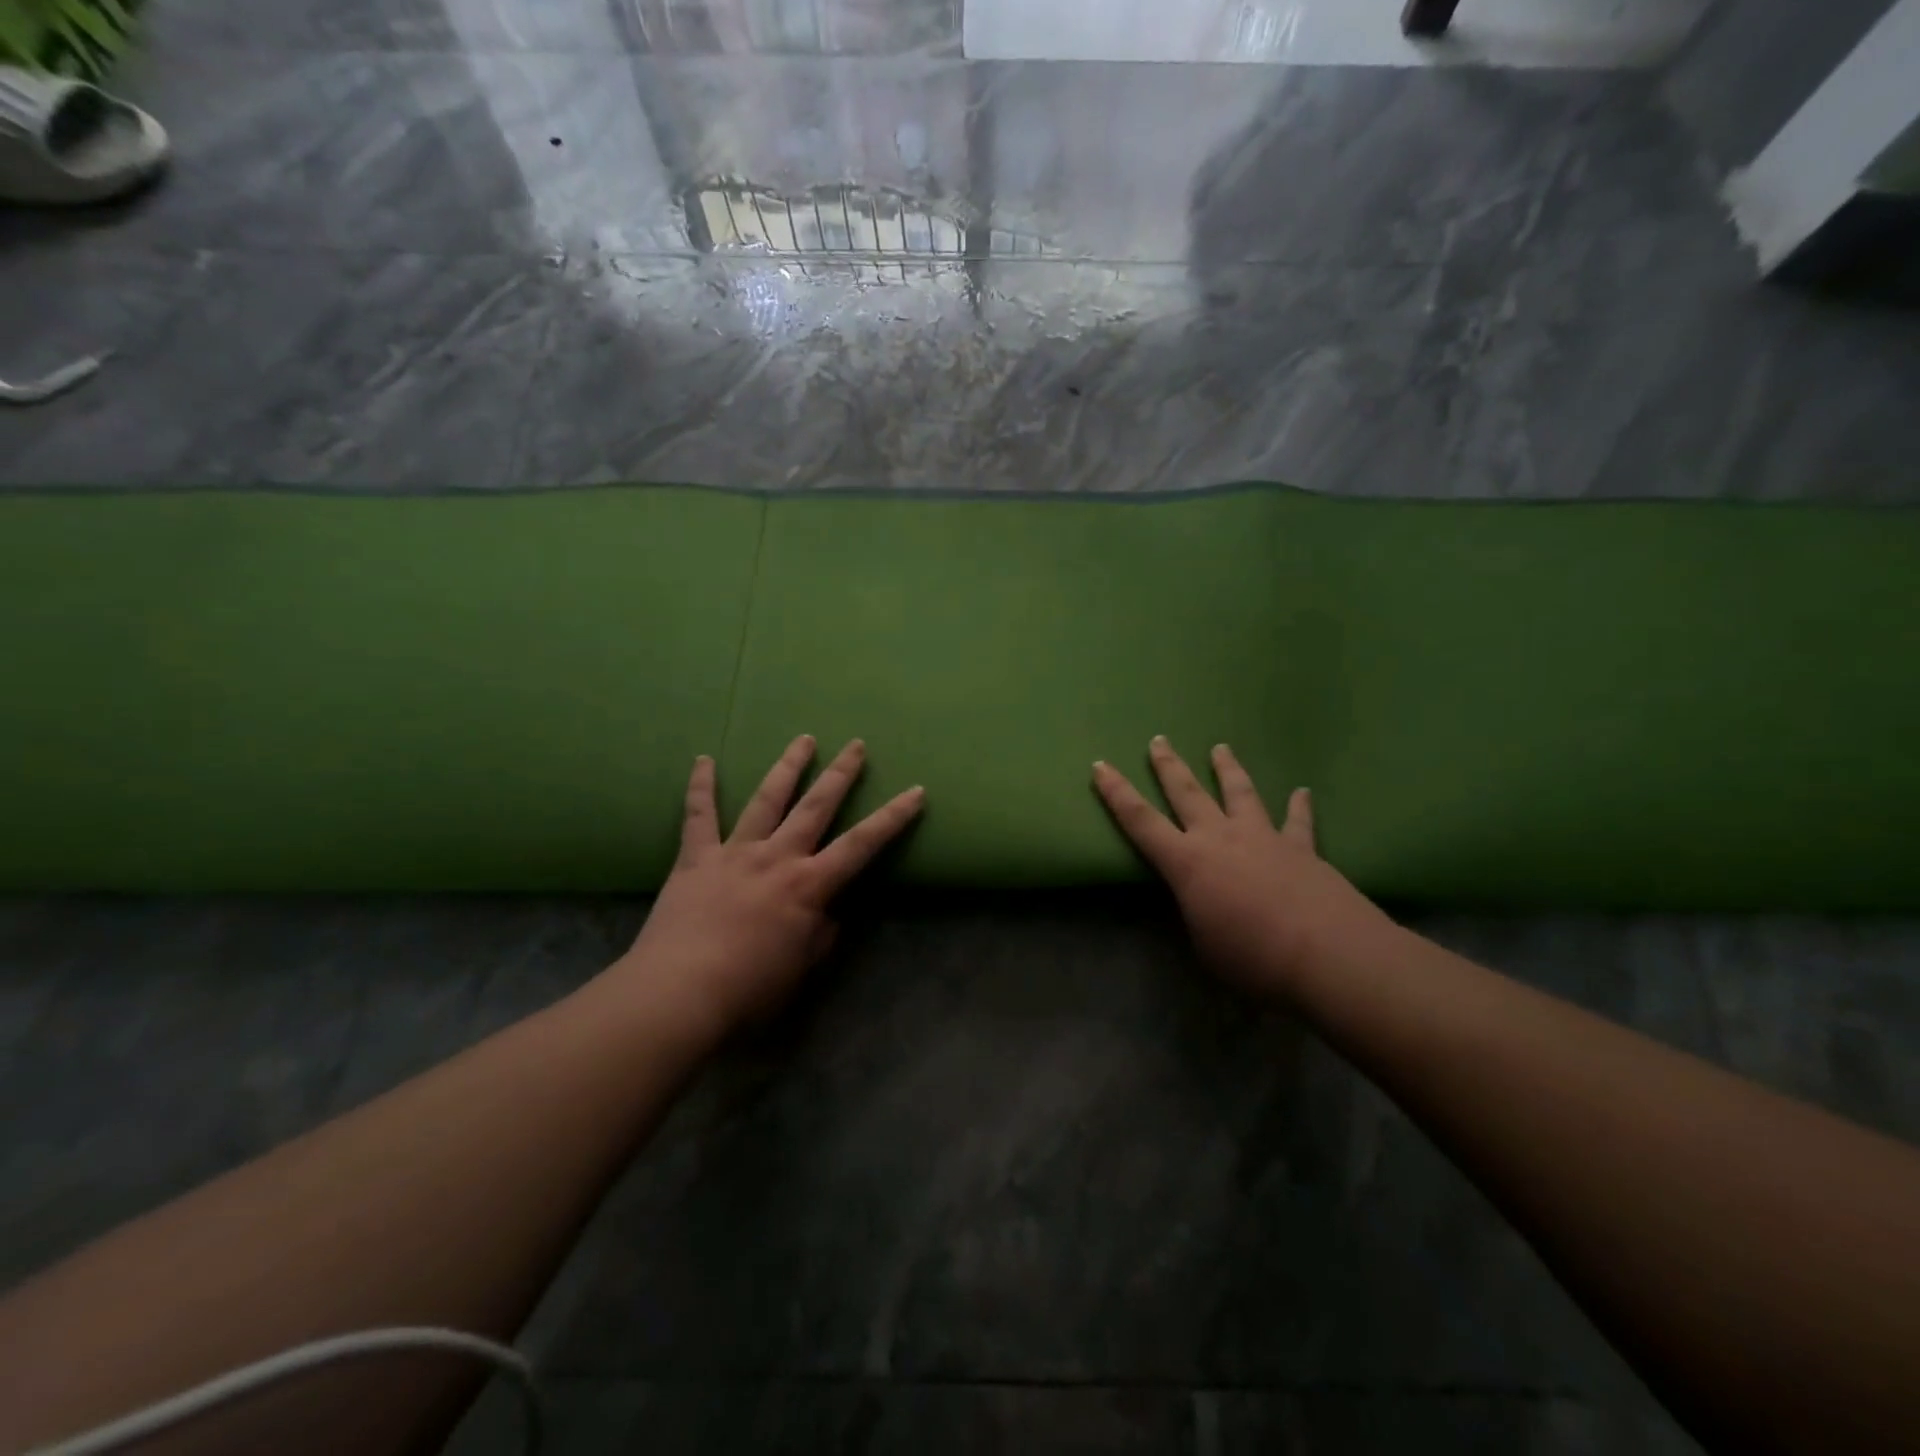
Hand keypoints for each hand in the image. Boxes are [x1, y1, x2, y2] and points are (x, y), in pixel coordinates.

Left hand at [610, 736, 924, 1041]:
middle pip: (815, 807)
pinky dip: (701, 787)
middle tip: (855, 745)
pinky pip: (698, 816)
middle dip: (840, 775)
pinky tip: (704, 760)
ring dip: (788, 768)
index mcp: (808, 886)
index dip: (891, 818)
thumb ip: (820, 934)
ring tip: (803, 739)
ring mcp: (735, 852)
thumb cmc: (750, 989)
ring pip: (766, 800)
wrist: (680, 993)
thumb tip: (827, 914)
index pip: (861, 845)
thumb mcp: (802, 967)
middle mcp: (777, 858)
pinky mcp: (696, 858)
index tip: (915, 791)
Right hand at [1093, 737, 1389, 996]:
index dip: (1116, 794)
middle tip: (1158, 740)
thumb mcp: (1205, 945)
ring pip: (1240, 793)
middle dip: (1168, 766)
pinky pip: (1298, 822)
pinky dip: (1299, 806)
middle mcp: (1220, 838)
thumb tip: (1206, 907)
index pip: (1140, 821)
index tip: (1100, 766)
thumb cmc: (1253, 958)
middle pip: (1187, 793)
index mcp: (1187, 863)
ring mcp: (1263, 838)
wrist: (1328, 956)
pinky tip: (1302, 792)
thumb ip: (1198, 917)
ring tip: (1220, 747)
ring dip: (1227, 769)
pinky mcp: (1301, 849)